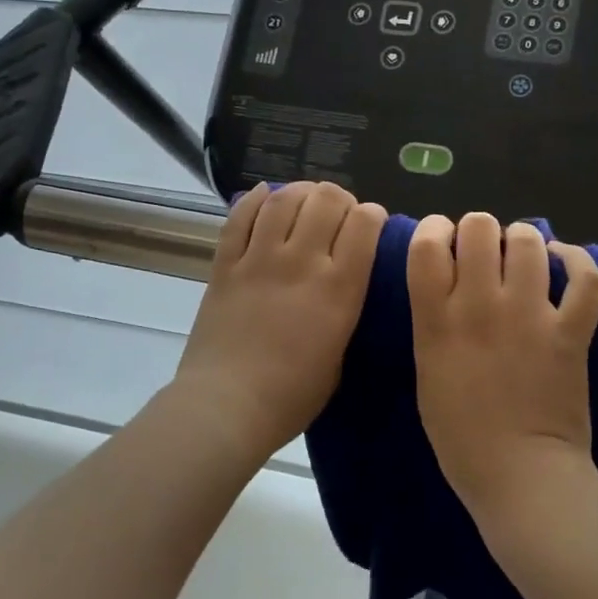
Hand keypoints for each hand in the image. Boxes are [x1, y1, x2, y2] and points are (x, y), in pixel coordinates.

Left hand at [172, 181, 386, 461]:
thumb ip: (345, 314)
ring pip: (283, 200)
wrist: (226, 406)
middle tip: (338, 213)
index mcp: (339, 289)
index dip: (373, 215)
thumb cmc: (291, 397)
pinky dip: (254, 199)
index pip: (365, 224)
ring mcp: (259, 259)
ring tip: (304, 200)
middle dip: (340, 198)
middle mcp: (301, 262)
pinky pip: (239, 217)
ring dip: (300, 192)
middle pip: (326, 200)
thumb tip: (344, 287)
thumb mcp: (340, 359)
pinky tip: (264, 196)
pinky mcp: (225, 264)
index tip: (371, 224)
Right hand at [407, 213, 597, 521]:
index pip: (426, 245)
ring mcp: (529, 315)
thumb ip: (433, 322)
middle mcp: (480, 307)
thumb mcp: (427, 372)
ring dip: (522, 240)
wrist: (521, 474)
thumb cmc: (461, 436)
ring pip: (527, 242)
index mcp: (436, 322)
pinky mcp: (570, 330)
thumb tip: (448, 284)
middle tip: (483, 250)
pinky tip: (564, 261)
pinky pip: (583, 277)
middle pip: (478, 228)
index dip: (432, 228)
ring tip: (523, 255)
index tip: (439, 238)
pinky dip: (576, 260)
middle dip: (478, 229)